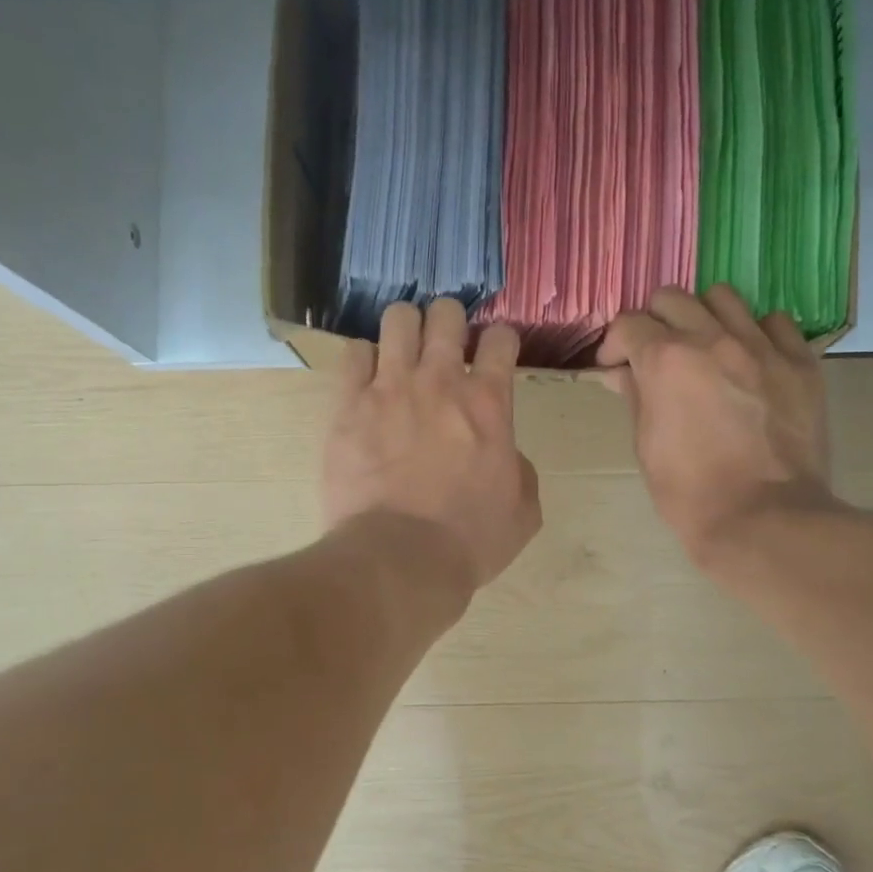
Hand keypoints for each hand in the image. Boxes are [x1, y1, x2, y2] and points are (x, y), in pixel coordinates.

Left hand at [323, 298, 541, 593]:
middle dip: (448, 320)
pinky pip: (353, 354)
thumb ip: (519, 468)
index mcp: (489, 403)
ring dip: (405, 328)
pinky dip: (363, 359)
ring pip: (397, 319)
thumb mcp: (523, 510)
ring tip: (403, 349)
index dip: (500, 340)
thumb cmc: (469, 539)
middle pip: (445, 314)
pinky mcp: (349, 405)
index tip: (495, 353)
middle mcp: (440, 381)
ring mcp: (391, 388)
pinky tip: (367, 377)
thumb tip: (504, 453)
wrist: (401, 558)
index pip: (501, 339)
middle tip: (445, 343)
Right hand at [597, 285, 840, 563]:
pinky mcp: (800, 363)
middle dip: (655, 322)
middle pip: (672, 298)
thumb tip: (621, 372)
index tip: (615, 366)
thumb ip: (635, 396)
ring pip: (724, 297)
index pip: (628, 324)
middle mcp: (712, 339)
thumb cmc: (690, 493)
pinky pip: (776, 323)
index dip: (614, 344)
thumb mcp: (646, 446)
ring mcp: (761, 346)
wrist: (764, 519)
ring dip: (705, 317)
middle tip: (656, 354)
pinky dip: (757, 334)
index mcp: (665, 360)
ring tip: (706, 348)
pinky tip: (751, 360)